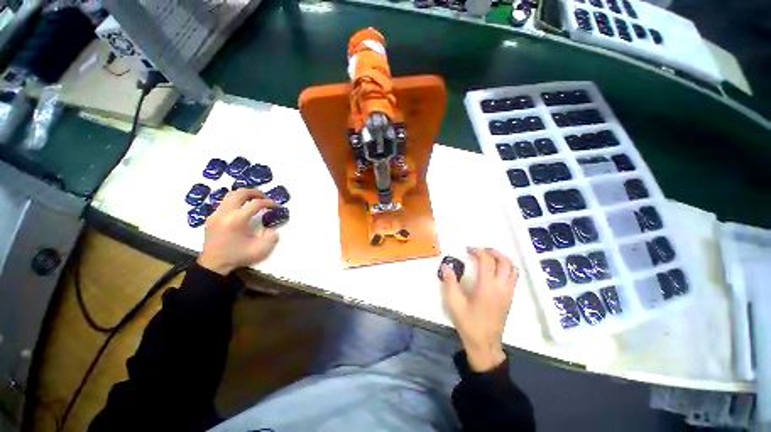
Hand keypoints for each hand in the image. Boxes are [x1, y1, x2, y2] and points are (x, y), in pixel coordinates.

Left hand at [198, 189, 278, 274]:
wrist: (214, 265)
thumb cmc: (238, 257)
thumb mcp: (261, 250)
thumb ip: (271, 237)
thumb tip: (271, 228)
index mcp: (237, 220)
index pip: (256, 203)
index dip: (269, 203)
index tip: (276, 206)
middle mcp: (225, 213)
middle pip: (240, 193)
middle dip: (255, 192)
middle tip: (265, 197)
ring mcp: (216, 214)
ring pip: (230, 195)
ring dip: (244, 195)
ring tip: (255, 200)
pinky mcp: (212, 218)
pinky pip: (224, 202)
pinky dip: (236, 201)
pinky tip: (242, 209)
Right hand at [441, 247, 517, 371]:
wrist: (485, 344)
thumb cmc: (469, 324)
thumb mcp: (454, 303)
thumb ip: (450, 283)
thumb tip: (447, 267)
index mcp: (487, 287)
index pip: (487, 261)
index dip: (478, 251)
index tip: (469, 249)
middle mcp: (501, 287)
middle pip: (505, 261)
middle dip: (493, 251)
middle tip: (480, 250)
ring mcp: (508, 293)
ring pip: (513, 269)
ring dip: (502, 259)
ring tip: (489, 257)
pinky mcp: (510, 298)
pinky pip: (513, 277)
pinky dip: (506, 268)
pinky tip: (494, 271)